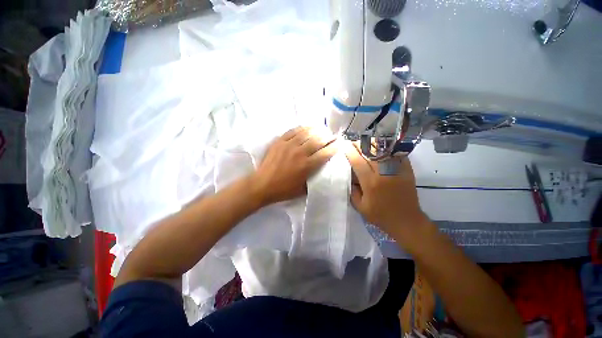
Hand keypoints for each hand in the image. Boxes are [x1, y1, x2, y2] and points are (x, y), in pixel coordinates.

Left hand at [252, 126, 337, 205]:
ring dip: (317, 130)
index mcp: (306, 165)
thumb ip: (314, 179)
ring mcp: (289, 145)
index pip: (325, 153)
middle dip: (328, 137)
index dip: (334, 147)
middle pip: (318, 140)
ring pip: (306, 133)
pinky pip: (293, 131)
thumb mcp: (303, 189)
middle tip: (333, 136)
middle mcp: (300, 152)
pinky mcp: (280, 141)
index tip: (339, 144)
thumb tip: (322, 170)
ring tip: (322, 130)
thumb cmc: (283, 190)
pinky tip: (307, 128)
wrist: (262, 185)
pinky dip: (302, 128)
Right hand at [343, 141, 426, 237]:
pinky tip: (381, 146)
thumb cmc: (381, 216)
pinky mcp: (406, 170)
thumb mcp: (360, 207)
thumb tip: (350, 176)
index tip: (344, 145)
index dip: (350, 151)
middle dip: (359, 145)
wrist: (407, 221)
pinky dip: (388, 148)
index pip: (357, 161)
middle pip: (370, 152)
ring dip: (372, 144)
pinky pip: (396, 154)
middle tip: (352, 142)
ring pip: (383, 150)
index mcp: (370, 183)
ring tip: (365, 142)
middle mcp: (383, 173)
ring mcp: (397, 170)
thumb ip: (352, 191)